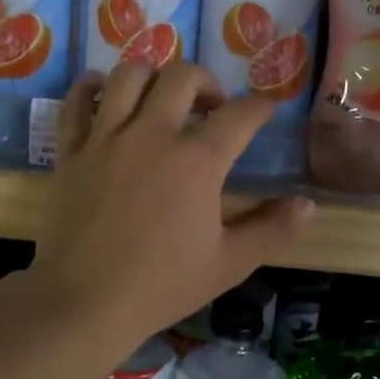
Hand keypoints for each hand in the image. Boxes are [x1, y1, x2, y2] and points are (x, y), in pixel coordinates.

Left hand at [31, 62, 313, 361]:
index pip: (240, 116)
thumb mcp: (229, 263)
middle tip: (211, 107)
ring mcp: (106, 138)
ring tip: (160, 97)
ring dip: (152, 76)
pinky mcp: (71, 151)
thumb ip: (271, 229)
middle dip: (207, 83)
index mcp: (197, 161)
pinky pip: (77, 102)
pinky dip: (90, 89)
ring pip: (128, 76)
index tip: (266, 111)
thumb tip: (308, 205)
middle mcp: (152, 135)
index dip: (260, 108)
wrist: (85, 302)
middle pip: (183, 77)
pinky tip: (103, 95)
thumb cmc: (162, 285)